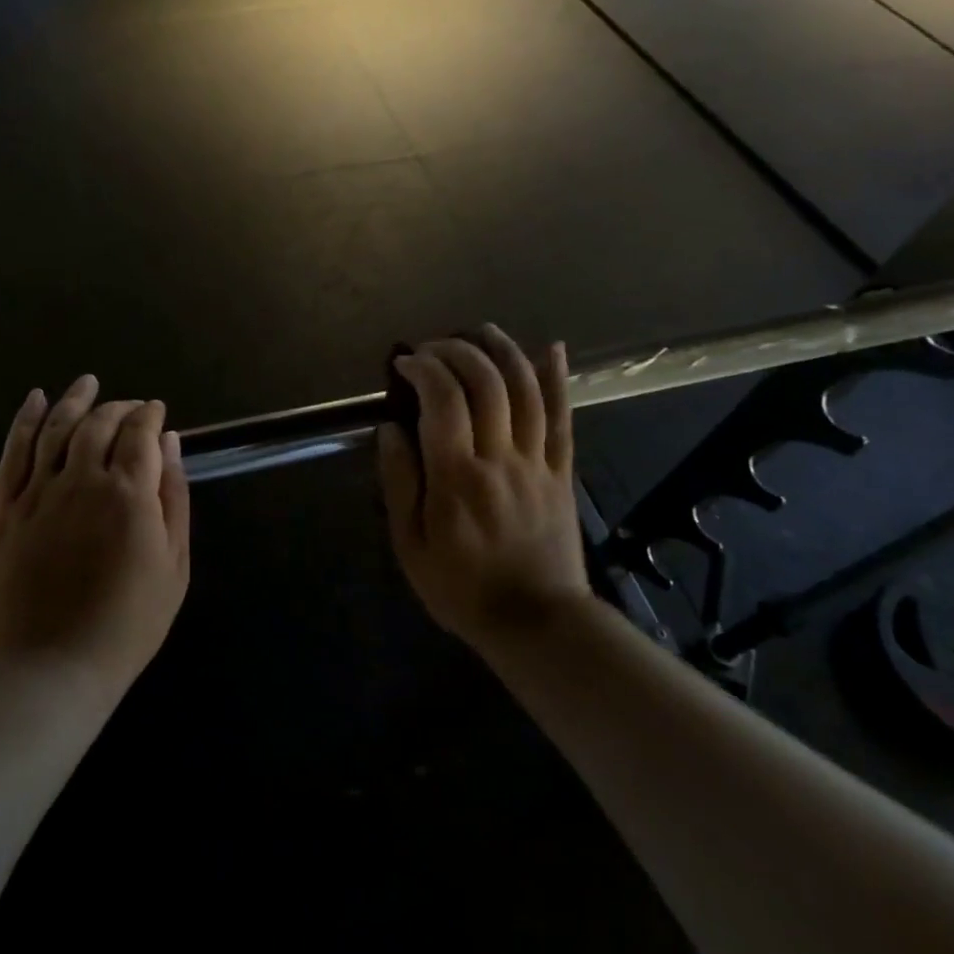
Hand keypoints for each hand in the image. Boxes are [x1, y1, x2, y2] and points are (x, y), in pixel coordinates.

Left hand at [0, 376, 190, 691]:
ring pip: (57, 429)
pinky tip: (36, 400)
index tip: (158, 411)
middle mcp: (82, 480)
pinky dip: (25, 422)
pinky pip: (14, 453)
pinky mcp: (8, 509)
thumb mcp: (174, 565)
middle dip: (119, 408)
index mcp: (129, 495)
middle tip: (131, 406)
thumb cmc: (128, 622)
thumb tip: (171, 444)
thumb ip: (174, 498)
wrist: (52, 665)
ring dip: (74, 400)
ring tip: (88, 382)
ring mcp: (39, 493)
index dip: (151, 416)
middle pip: (100, 424)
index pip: (141, 434)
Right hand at [378, 326, 590, 645]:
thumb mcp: (410, 546)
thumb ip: (399, 483)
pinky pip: (563, 418)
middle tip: (434, 346)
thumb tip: (390, 429)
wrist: (535, 622)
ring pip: (527, 391)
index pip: (443, 401)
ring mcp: (536, 462)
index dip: (423, 369)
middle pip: (486, 384)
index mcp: (456, 478)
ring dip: (504, 352)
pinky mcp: (561, 472)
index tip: (404, 361)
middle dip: (458, 351)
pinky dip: (558, 380)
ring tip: (482, 331)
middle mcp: (499, 458)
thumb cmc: (461, 588)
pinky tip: (553, 349)